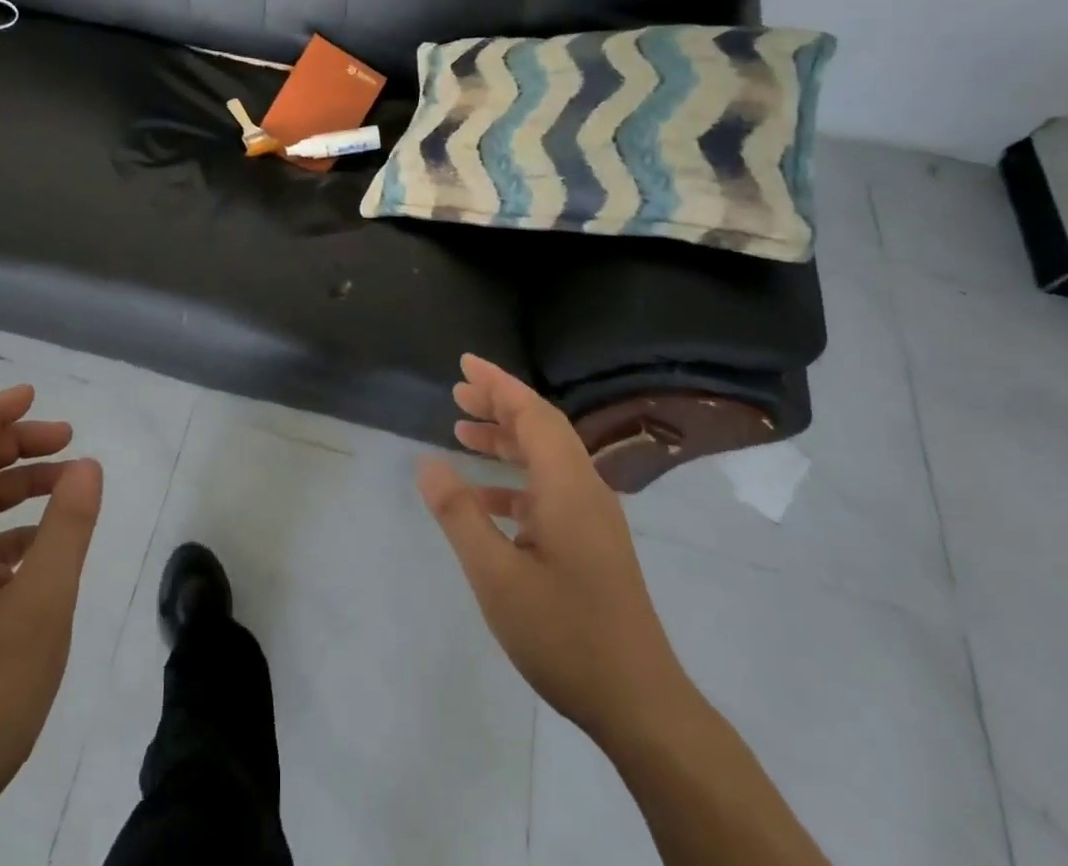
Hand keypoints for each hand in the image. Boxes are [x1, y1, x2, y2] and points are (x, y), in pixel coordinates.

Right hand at [417, 355, 688, 742]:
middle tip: (457, 393)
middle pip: (541, 428)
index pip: (532, 413)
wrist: (640, 704)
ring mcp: (592, 517)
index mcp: (567, 486)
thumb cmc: (564, 634)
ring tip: (463, 431)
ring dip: (506, 440)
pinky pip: (550, 489)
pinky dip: (515, 480)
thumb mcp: (496, 575)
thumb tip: (427, 464)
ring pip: (546, 458)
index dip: (498, 383)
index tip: (464, 363)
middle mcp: (585, 489)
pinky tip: (484, 498)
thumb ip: (460, 514)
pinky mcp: (592, 542)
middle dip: (499, 405)